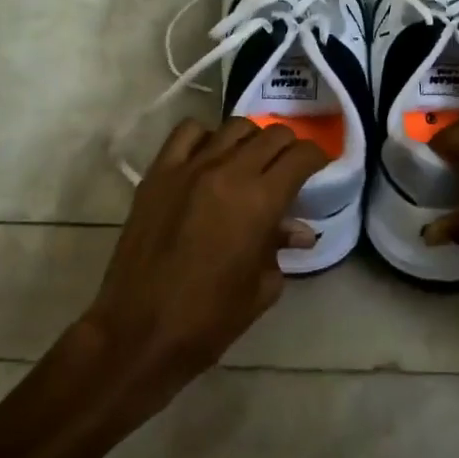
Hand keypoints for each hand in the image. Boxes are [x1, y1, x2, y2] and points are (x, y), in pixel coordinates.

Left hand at [82, 117, 326, 410]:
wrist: (139, 330)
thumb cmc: (209, 319)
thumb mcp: (261, 287)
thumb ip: (281, 247)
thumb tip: (298, 230)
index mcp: (260, 201)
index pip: (301, 156)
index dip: (316, 158)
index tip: (319, 168)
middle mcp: (228, 172)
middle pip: (272, 135)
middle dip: (289, 147)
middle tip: (289, 167)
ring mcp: (189, 168)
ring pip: (234, 127)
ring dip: (252, 139)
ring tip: (251, 160)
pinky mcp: (158, 173)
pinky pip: (187, 133)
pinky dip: (206, 136)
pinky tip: (209, 157)